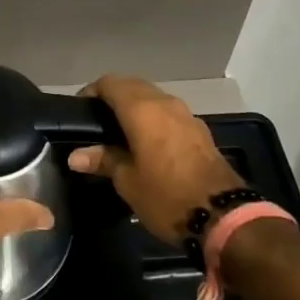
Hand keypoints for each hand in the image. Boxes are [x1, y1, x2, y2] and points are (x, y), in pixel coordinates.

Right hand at [67, 75, 240, 242]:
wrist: (224, 217)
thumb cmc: (167, 196)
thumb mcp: (128, 182)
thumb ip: (103, 160)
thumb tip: (76, 156)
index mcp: (142, 109)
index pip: (110, 83)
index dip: (91, 92)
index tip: (79, 112)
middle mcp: (165, 103)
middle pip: (133, 86)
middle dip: (113, 97)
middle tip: (96, 122)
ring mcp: (186, 115)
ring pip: (153, 98)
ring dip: (135, 107)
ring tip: (119, 133)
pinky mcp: (200, 130)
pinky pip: (168, 113)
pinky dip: (153, 119)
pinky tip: (146, 143)